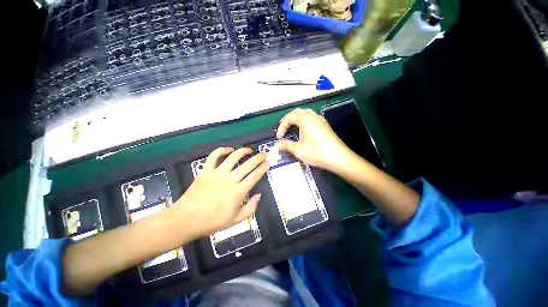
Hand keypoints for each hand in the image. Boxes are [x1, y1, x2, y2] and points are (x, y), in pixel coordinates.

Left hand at [172, 147, 268, 238]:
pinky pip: (214, 156)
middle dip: (258, 157)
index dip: (263, 168)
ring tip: (249, 150)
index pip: (255, 176)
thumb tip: (258, 195)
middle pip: (248, 164)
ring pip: (233, 157)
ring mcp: (217, 173)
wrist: (186, 219)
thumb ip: (250, 208)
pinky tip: (229, 150)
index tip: (268, 163)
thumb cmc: (212, 221)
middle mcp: (230, 179)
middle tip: (264, 154)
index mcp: (238, 192)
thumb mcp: (236, 220)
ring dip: (243, 151)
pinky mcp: (206, 170)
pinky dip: (222, 150)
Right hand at [276, 108, 351, 172]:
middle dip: (288, 119)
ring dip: (297, 118)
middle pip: (297, 112)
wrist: (338, 158)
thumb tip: (279, 144)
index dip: (282, 127)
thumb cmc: (317, 152)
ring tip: (292, 126)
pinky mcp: (325, 126)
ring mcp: (321, 120)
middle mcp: (313, 117)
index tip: (279, 137)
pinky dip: (304, 121)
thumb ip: (286, 145)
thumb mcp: (298, 150)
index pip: (289, 118)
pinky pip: (312, 118)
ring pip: (306, 113)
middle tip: (283, 127)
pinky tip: (304, 130)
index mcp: (305, 119)